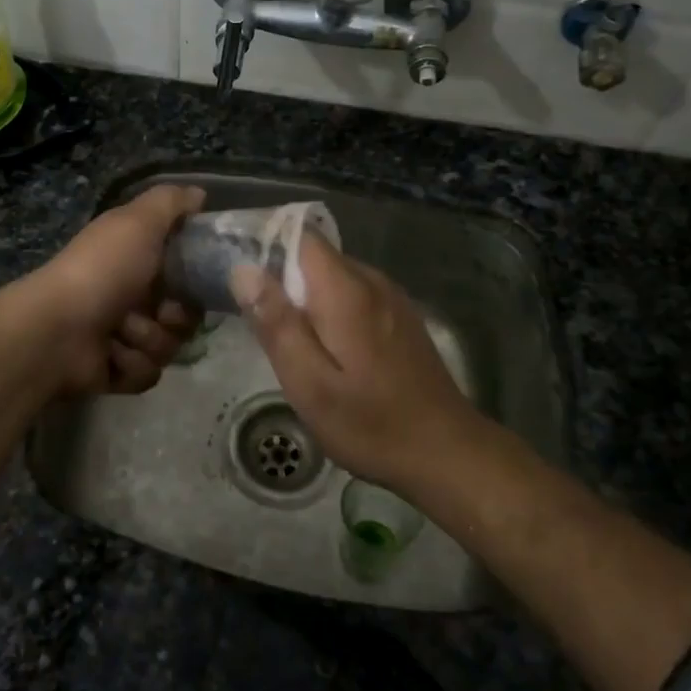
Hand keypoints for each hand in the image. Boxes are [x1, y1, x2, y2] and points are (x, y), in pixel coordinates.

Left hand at [28, 184, 205, 394]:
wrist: (57, 329)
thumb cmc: (102, 270)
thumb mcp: (138, 221)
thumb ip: (170, 203)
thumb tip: (200, 194)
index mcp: (136, 258)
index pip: (187, 271)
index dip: (196, 277)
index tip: (196, 277)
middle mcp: (132, 295)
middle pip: (185, 314)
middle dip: (175, 316)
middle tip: (161, 311)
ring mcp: (124, 335)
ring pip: (169, 346)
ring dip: (149, 339)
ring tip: (121, 332)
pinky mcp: (117, 370)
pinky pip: (148, 373)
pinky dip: (132, 365)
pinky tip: (110, 354)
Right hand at [233, 233, 479, 493]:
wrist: (447, 453)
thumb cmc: (371, 423)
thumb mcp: (309, 384)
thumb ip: (277, 324)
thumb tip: (245, 270)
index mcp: (346, 290)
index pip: (300, 237)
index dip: (267, 247)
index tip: (244, 279)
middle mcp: (372, 281)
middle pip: (316, 257)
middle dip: (284, 280)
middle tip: (261, 324)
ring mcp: (392, 299)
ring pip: (335, 277)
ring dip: (307, 298)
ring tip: (291, 342)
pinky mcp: (401, 318)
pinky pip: (355, 295)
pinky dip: (332, 311)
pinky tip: (328, 351)